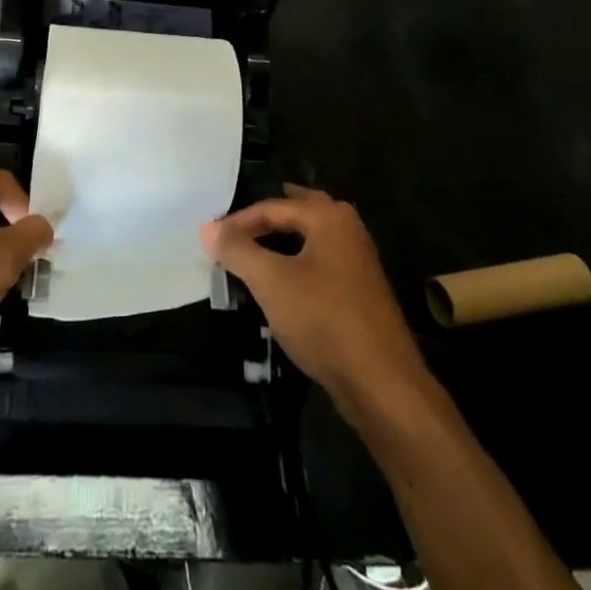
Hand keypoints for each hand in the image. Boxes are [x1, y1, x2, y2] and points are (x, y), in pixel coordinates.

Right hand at [202, 184, 426, 412]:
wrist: (381, 383)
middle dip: (261, 222)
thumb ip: (238, 250)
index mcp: (328, 216)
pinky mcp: (358, 291)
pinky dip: (293, 266)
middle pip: (293, 214)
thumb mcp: (271, 281)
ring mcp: (356, 260)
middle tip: (229, 232)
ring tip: (245, 257)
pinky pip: (316, 264)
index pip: (272, 206)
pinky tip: (275, 286)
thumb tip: (208, 230)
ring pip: (306, 240)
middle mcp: (346, 228)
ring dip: (276, 245)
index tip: (208, 239)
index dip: (237, 222)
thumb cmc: (323, 319)